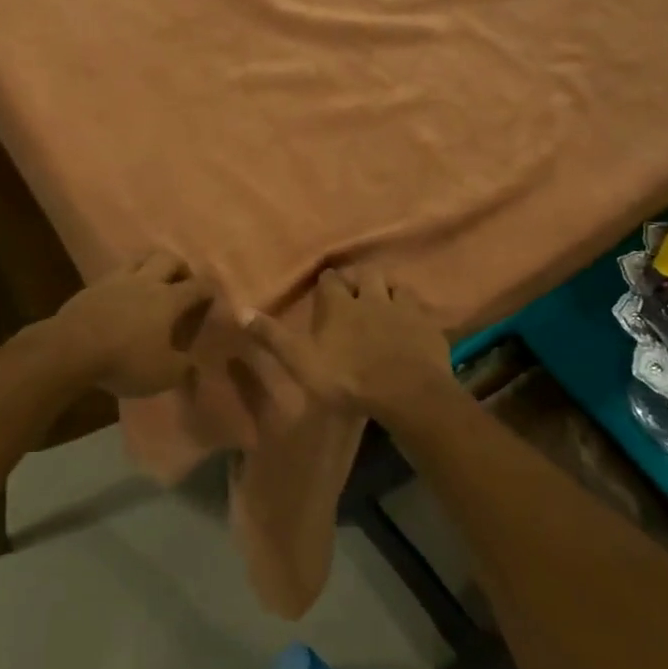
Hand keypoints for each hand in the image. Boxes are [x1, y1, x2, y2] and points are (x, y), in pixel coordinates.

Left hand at [56, 252, 216, 397]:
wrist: (72, 348)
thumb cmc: (125, 360)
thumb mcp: (163, 374)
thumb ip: (183, 368)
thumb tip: (192, 365)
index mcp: (168, 299)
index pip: (197, 286)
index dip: (208, 289)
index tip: (212, 295)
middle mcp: (146, 282)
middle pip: (168, 259)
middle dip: (180, 267)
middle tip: (182, 282)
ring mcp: (116, 280)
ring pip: (140, 259)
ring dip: (150, 265)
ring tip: (152, 280)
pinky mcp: (92, 286)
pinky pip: (115, 274)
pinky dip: (124, 280)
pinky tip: (122, 294)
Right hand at [242, 267, 459, 427]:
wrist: (406, 393)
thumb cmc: (348, 378)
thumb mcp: (301, 361)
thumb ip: (273, 337)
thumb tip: (240, 311)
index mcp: (339, 305)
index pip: (330, 281)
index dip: (327, 283)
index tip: (325, 288)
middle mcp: (371, 298)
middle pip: (365, 275)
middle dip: (359, 279)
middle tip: (356, 291)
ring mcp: (402, 309)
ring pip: (395, 286)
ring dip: (388, 289)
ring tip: (384, 300)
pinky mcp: (427, 326)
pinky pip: (419, 308)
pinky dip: (412, 310)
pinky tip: (411, 322)